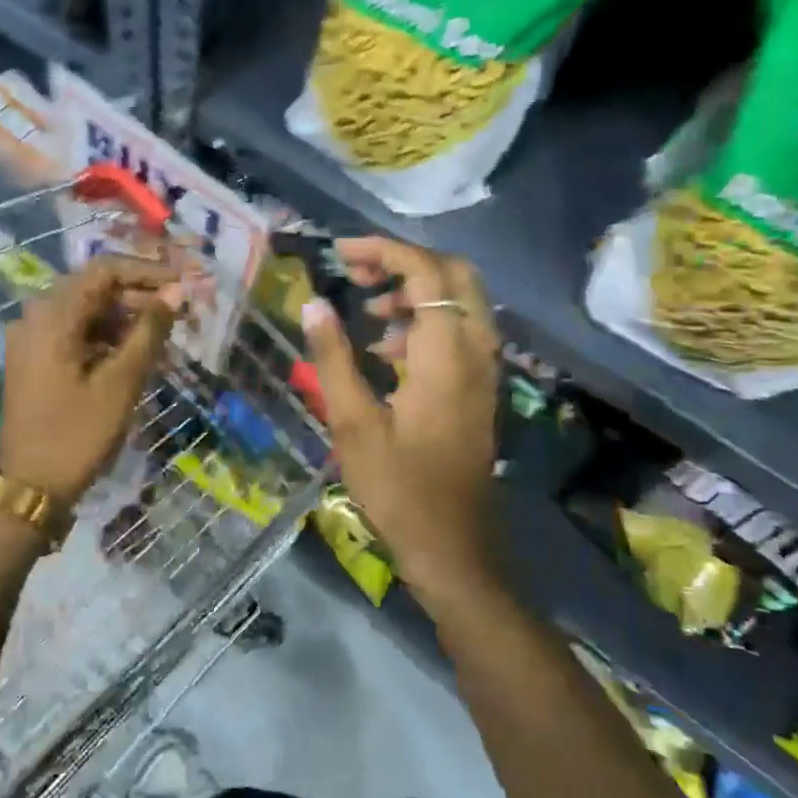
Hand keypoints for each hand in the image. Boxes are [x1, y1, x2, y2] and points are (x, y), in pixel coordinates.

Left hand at [0, 256, 182, 510]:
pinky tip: (134, 353)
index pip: (103, 270)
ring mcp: (31, 340)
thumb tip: (175, 293)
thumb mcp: (121, 383)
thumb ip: (149, 332)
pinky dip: (105, 337)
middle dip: (138, 295)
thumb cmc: (77, 435)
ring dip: (124, 317)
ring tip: (163, 334)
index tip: (182, 284)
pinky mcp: (34, 360)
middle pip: (93, 288)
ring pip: (85, 312)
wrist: (28, 489)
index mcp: (52, 316)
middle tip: (179, 311)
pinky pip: (74, 333)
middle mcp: (35, 317)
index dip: (147, 272)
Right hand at [300, 237, 505, 608]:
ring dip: (415, 292)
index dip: (384, 250)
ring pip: (460, 302)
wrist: (453, 547)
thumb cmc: (398, 488)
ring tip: (367, 311)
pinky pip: (460, 331)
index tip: (341, 253)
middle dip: (405, 262)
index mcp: (447, 355)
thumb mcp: (353, 423)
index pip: (425, 272)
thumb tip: (313, 304)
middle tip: (358, 272)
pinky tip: (387, 350)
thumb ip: (333, 358)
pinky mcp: (480, 389)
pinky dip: (426, 321)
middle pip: (455, 275)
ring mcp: (484, 371)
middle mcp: (476, 352)